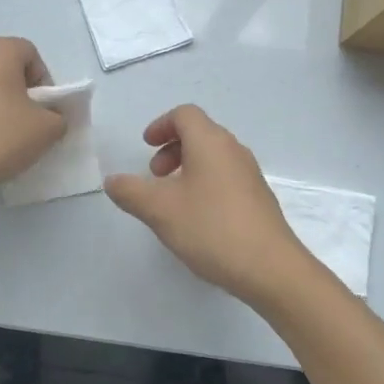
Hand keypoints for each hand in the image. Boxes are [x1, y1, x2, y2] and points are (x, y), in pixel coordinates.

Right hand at [104, 105, 323, 307]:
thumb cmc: (211, 229)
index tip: (145, 146)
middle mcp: (234, 150)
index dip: (161, 125)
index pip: (185, 115)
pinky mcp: (259, 199)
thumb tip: (112, 180)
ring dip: (188, 167)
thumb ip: (130, 191)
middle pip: (200, 133)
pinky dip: (205, 184)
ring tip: (172, 200)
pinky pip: (226, 177)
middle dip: (172, 148)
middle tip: (155, 175)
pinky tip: (197, 218)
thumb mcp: (159, 210)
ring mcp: (250, 175)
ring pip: (213, 157)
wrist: (271, 268)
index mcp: (211, 142)